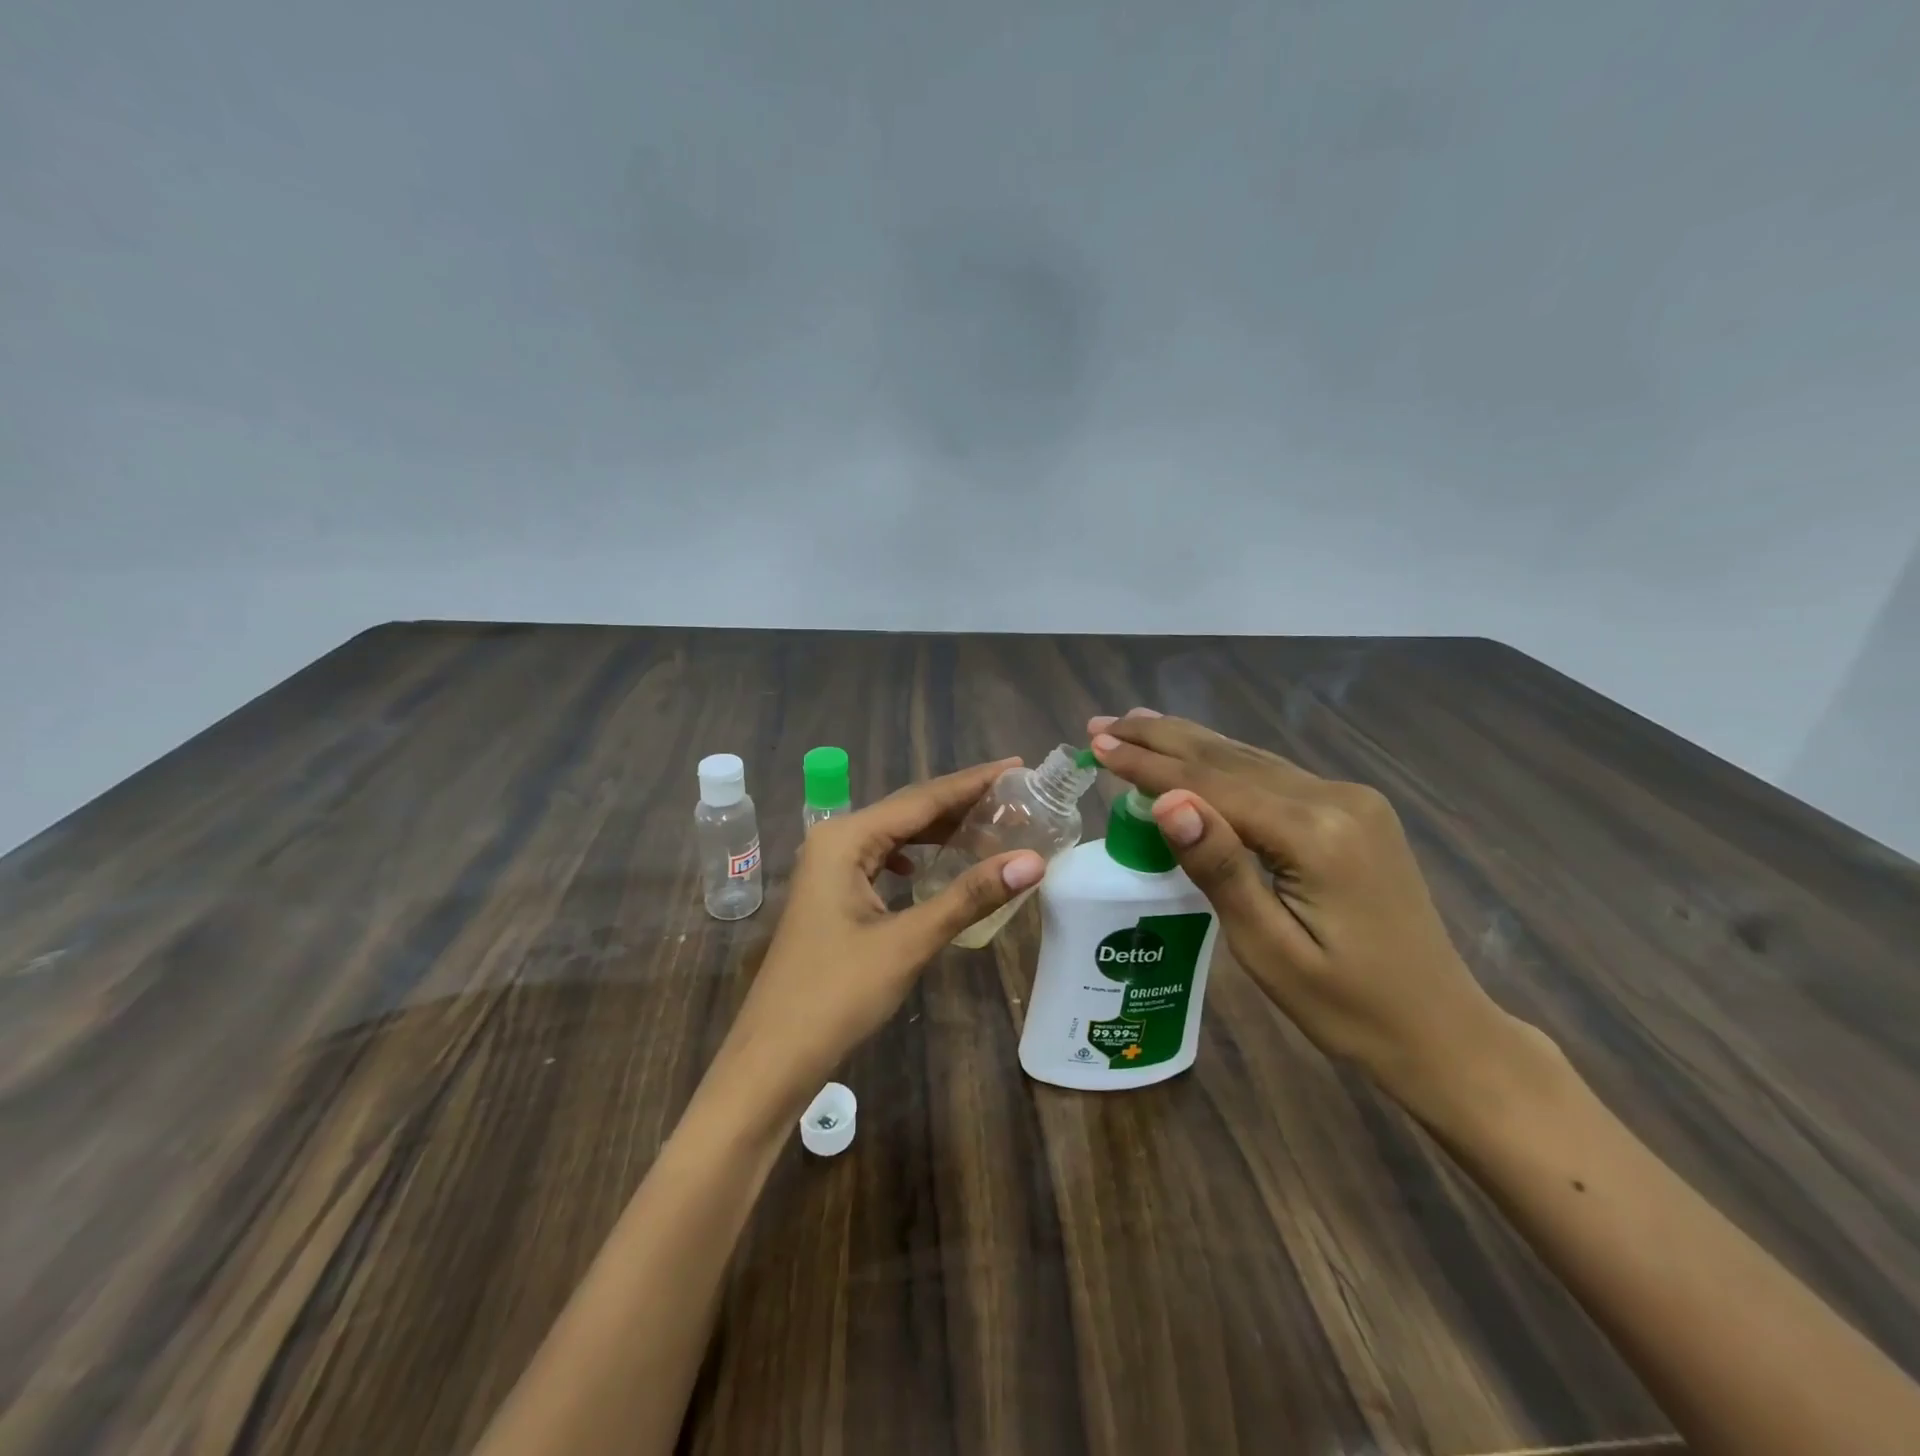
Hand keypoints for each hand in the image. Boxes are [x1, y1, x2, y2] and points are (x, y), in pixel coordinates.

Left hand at [715, 760, 1045, 1111]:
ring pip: (896, 836)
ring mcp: (829, 868)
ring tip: (991, 825)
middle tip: (1016, 797)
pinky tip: (935, 867)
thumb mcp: (908, 941)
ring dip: (940, 832)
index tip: (1018, 767)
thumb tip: (1033, 861)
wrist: (774, 1056)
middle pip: (908, 811)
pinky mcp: (832, 894)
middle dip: (961, 803)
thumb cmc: (837, 994)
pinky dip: (917, 858)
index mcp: (846, 838)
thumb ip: (969, 896)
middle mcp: (835, 840)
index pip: (922, 799)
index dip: (973, 783)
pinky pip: (883, 861)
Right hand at [1088, 710, 1534, 1112]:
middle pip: (1229, 758)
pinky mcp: (1353, 812)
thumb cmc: (1346, 1007)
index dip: (1147, 765)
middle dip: (1160, 739)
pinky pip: (1272, 776)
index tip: (1096, 745)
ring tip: (1135, 724)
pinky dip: (1223, 763)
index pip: (1211, 785)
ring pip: (1250, 760)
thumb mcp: (1268, 949)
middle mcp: (1337, 799)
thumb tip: (1167, 800)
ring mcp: (1350, 801)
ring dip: (1188, 743)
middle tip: (1102, 724)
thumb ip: (1220, 867)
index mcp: (1316, 834)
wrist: (1441, 1030)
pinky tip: (1197, 754)